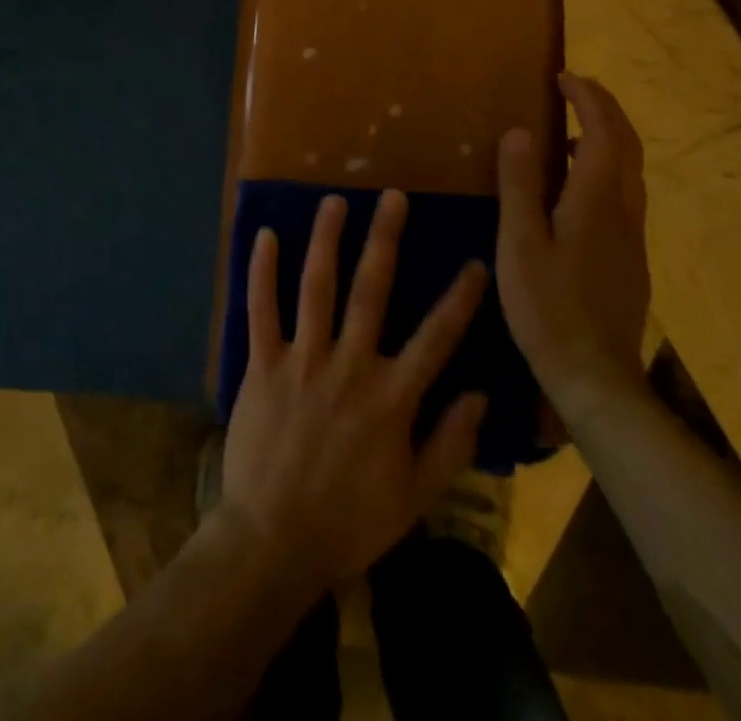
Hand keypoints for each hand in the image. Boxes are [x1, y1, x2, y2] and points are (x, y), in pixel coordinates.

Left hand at [221, 190, 489, 595]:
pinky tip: (265, 235)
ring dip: (326, 240)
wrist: (273, 543)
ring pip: (316, 286)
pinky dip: (262, 271)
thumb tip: (480, 393)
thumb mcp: (414, 497)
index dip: (459, 298)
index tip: (475, 262)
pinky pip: (261, 310)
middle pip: (371, 290)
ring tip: (334, 201)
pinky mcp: (262, 365)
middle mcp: (349, 365)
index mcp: (390, 397)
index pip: (435, 337)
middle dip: (384, 239)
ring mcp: (302, 360)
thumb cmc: (348, 521)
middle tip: (392, 197)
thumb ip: (450, 444)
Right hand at [497, 73, 650, 409]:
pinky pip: (623, 193)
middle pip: (627, 144)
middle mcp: (623, 209)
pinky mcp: (630, 257)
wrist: (596, 378)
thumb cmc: (548, 309)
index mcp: (595, 200)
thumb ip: (519, 185)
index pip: (603, 131)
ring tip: (568, 129)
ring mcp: (632, 235)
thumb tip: (520, 132)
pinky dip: (604, 166)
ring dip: (606, 136)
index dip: (587, 98)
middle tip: (573, 89)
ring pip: (629, 169)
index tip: (562, 77)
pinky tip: (573, 185)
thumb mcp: (520, 244)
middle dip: (604, 108)